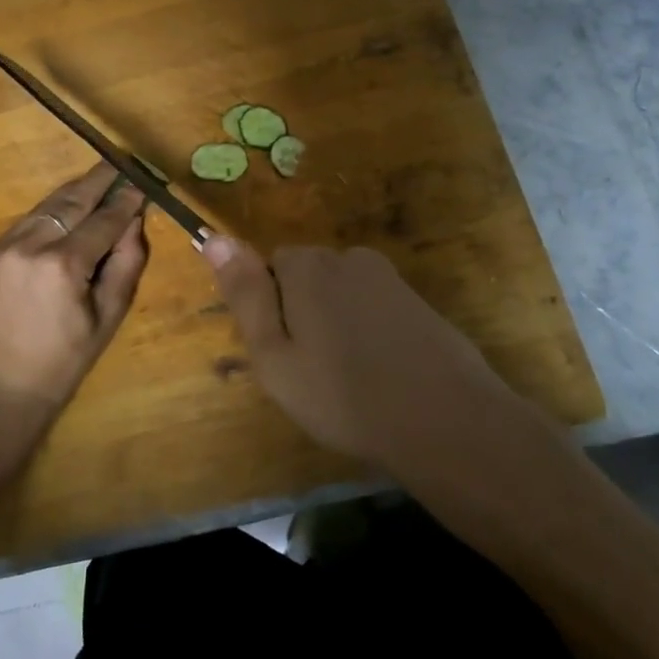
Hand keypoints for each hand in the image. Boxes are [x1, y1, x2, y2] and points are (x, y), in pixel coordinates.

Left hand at [0, 164, 148, 429]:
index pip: (103, 219)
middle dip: (98, 180)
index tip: (141, 183)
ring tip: (95, 181)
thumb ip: (126, 263)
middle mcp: (29, 246)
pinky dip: (48, 215)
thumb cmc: (66, 358)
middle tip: (118, 163)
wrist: (3, 386)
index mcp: (63, 265)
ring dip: (72, 193)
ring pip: (45, 207)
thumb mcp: (109, 315)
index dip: (125, 200)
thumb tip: (134, 220)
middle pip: (70, 200)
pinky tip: (63, 214)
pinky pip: (25, 224)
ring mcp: (2, 247)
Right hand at [203, 238, 559, 471]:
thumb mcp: (274, 355)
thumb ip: (245, 293)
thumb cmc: (343, 395)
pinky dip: (371, 331)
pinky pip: (377, 307)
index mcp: (308, 267)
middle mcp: (349, 258)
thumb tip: (212, 236)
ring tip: (347, 376)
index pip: (272, 264)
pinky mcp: (419, 303)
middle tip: (311, 368)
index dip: (272, 306)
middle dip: (304, 310)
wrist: (445, 422)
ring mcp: (390, 279)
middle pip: (309, 275)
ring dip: (338, 321)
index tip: (283, 350)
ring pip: (343, 292)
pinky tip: (381, 372)